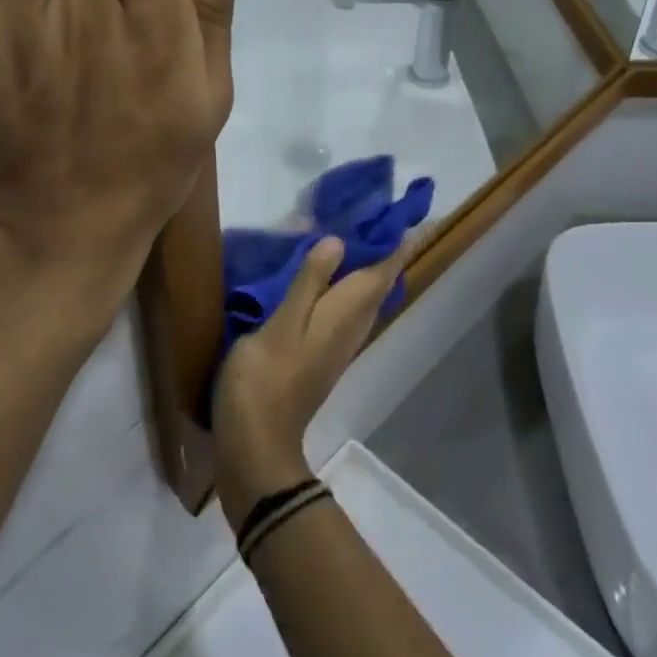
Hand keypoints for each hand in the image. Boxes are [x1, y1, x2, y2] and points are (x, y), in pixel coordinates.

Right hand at [211, 234, 420, 528]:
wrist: (255, 443)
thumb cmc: (265, 379)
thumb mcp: (282, 324)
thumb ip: (309, 282)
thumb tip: (338, 241)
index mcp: (343, 315)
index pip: (381, 273)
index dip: (394, 244)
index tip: (402, 213)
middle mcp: (349, 329)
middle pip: (376, 285)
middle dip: (382, 252)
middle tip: (373, 215)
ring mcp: (335, 345)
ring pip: (361, 299)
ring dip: (364, 269)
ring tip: (352, 238)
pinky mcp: (319, 355)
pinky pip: (343, 311)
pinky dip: (343, 287)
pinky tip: (324, 279)